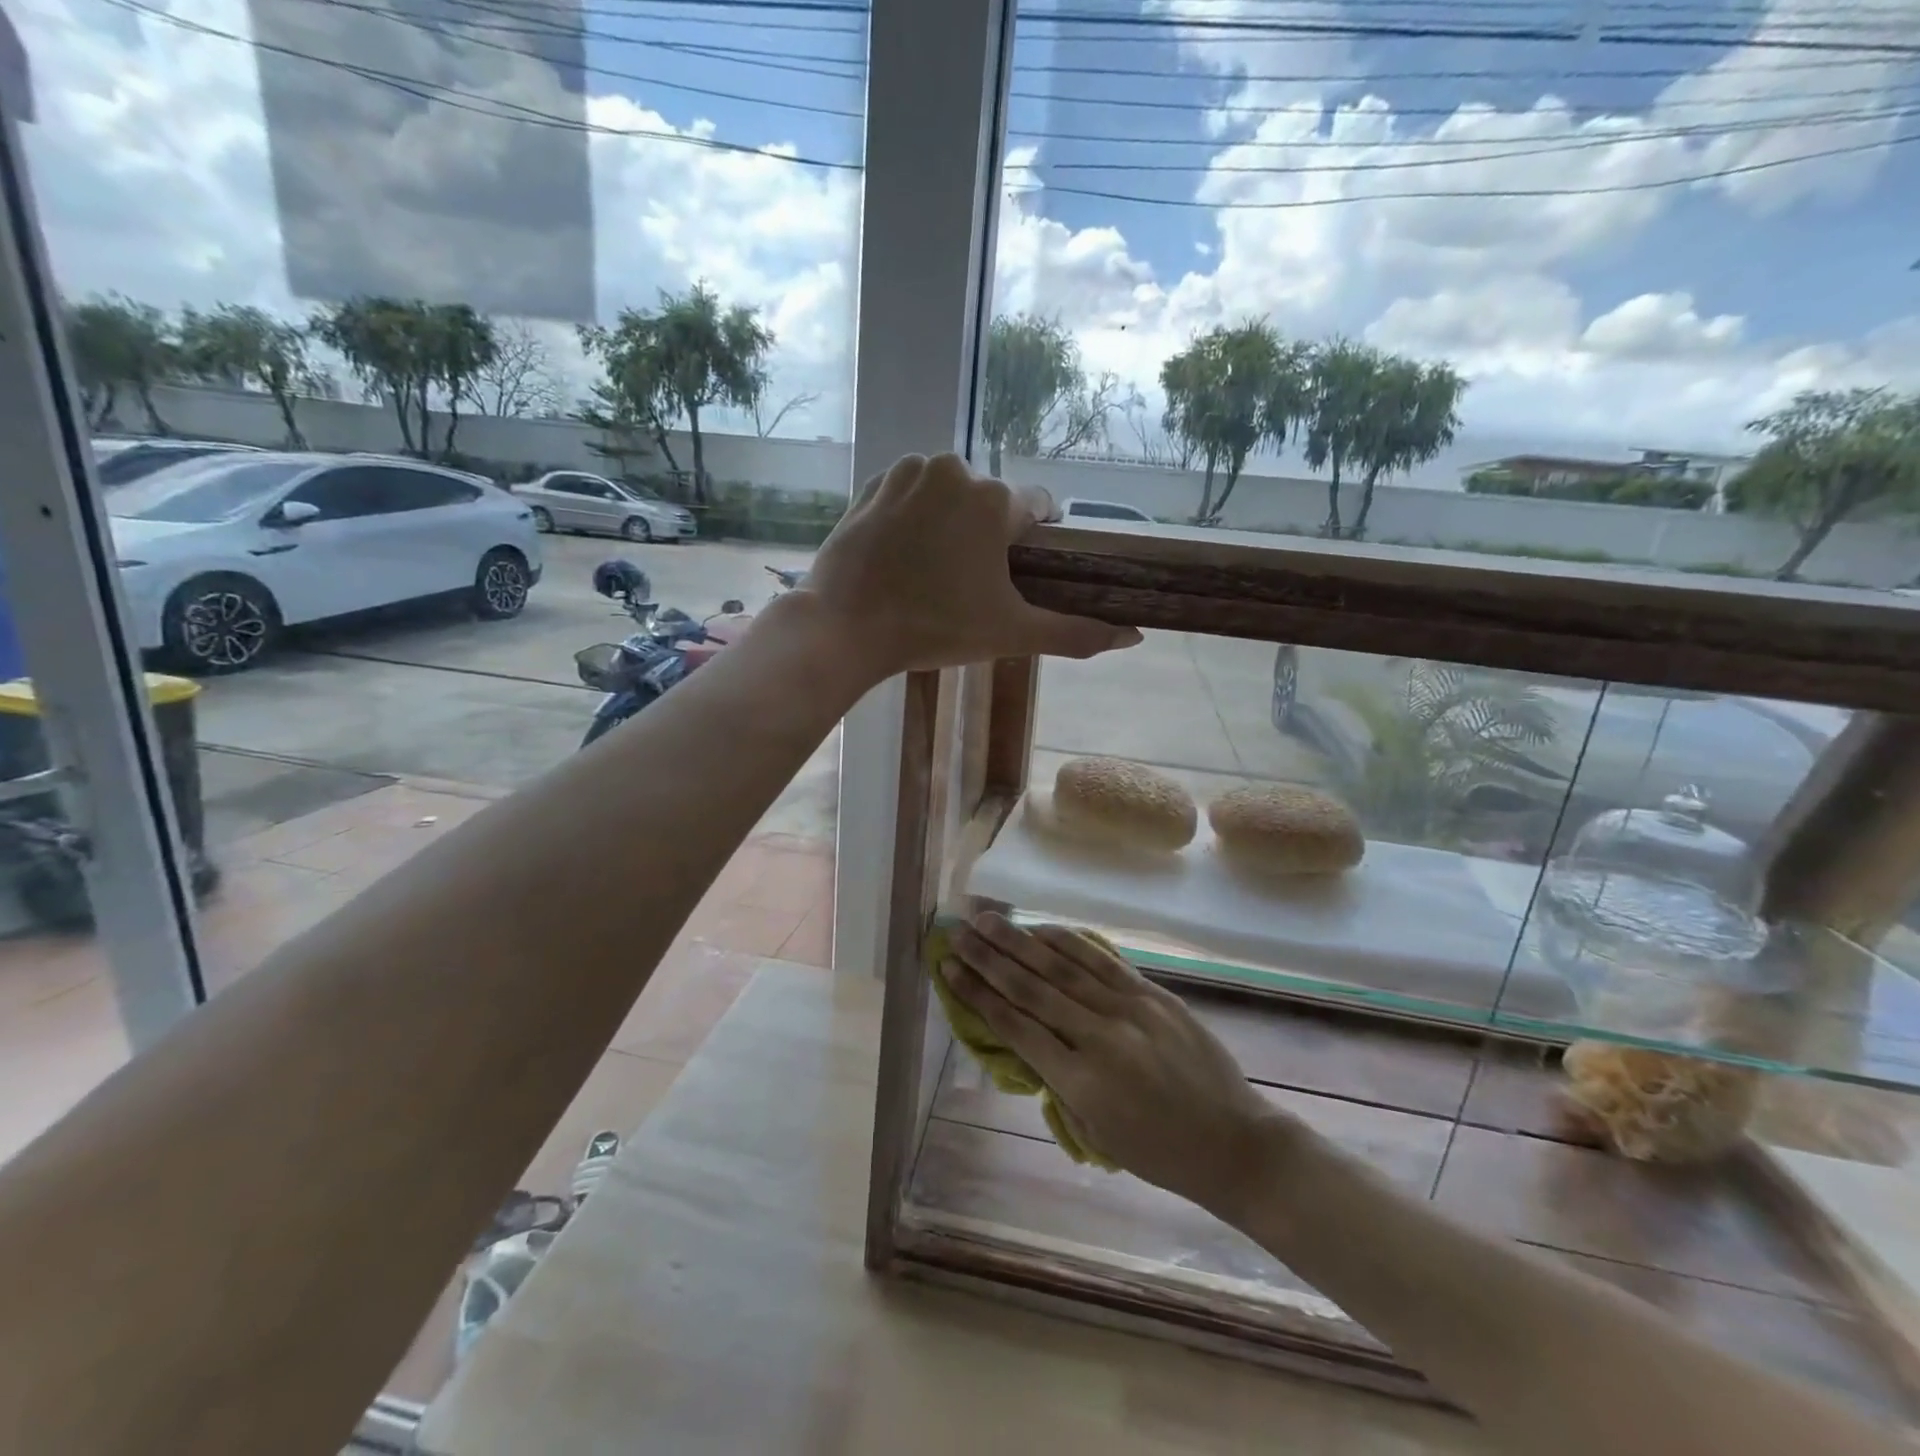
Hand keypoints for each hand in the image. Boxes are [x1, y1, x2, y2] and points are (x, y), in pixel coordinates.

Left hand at [801, 453, 1140, 676]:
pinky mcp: (872, 483)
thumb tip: (1134, 636)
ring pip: (950, 494)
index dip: (1031, 545)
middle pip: (990, 502)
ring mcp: (908, 471)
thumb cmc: (934, 628)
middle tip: (965, 585)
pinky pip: (910, 493)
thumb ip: (1075, 633)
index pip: (1038, 510)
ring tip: (930, 571)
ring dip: (950, 523)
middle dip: (987, 536)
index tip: (1012, 575)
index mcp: (995, 499)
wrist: (845, 627)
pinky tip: (902, 554)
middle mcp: (954, 469)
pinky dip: (913, 516)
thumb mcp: (1011, 634)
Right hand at [942, 913, 1279, 1214]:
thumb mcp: (1095, 1132)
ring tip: (988, 920)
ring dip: (1020, 941)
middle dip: (988, 958)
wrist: (1234, 1142)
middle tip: (957, 933)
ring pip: (1062, 967)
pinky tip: (1042, 928)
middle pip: (1031, 988)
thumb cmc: (1159, 1153)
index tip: (949, 969)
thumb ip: (1059, 1081)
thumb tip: (1029, 1036)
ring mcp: (1128, 1010)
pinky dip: (1068, 942)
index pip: (1015, 1027)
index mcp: (1080, 1083)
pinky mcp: (1152, 994)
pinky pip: (1101, 961)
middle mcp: (1098, 1038)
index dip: (977, 995)